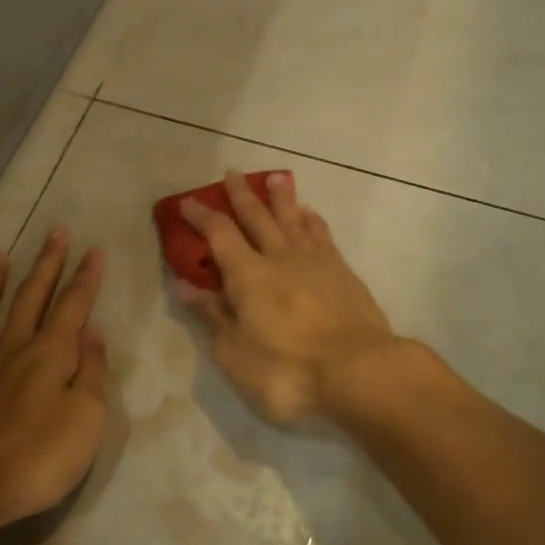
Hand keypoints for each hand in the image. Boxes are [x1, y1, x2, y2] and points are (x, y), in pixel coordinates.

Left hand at [0, 230, 109, 530]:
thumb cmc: (36, 458)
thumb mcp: (87, 419)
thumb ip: (92, 373)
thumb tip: (93, 332)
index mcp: (50, 354)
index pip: (73, 305)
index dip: (85, 277)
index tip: (93, 249)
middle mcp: (11, 349)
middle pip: (31, 298)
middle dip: (46, 264)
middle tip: (55, 233)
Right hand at [178, 171, 398, 424]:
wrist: (358, 371)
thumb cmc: (288, 370)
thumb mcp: (235, 353)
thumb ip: (212, 316)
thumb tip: (185, 286)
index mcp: (248, 275)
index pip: (219, 234)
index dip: (202, 217)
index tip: (188, 202)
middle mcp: (280, 257)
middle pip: (257, 217)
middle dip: (241, 195)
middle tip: (232, 173)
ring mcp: (315, 261)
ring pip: (293, 219)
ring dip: (282, 198)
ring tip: (276, 179)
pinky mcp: (343, 272)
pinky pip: (323, 235)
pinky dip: (313, 221)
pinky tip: (310, 214)